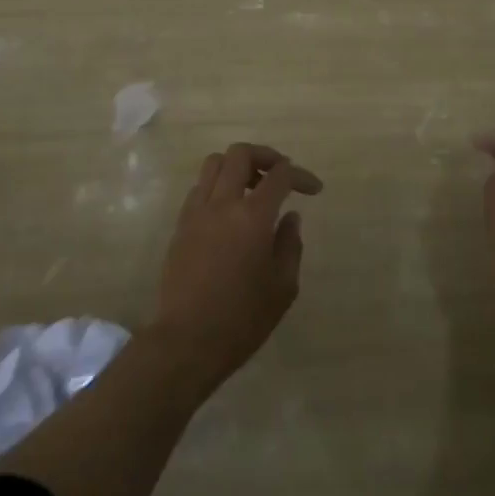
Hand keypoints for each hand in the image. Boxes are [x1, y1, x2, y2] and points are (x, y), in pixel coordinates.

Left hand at [151, 143, 321, 398]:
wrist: (186, 341)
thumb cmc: (242, 319)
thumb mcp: (282, 287)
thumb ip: (290, 244)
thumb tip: (290, 217)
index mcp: (252, 216)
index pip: (280, 175)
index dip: (300, 175)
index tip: (314, 189)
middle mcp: (222, 203)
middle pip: (241, 153)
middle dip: (266, 156)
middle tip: (280, 175)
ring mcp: (197, 212)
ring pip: (214, 163)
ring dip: (237, 166)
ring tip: (253, 188)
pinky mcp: (180, 225)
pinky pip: (199, 187)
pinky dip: (217, 186)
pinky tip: (229, 211)